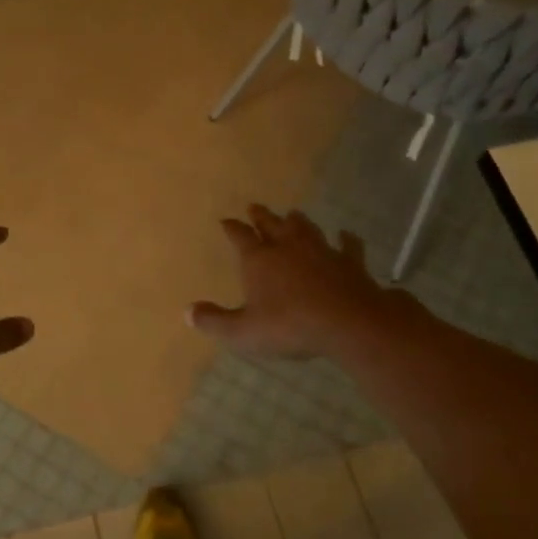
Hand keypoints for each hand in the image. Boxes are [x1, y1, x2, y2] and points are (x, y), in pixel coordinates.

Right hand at [188, 204, 399, 360]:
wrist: (347, 322)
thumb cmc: (289, 326)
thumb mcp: (243, 331)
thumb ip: (214, 321)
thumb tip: (187, 312)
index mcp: (259, 260)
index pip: (240, 237)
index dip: (232, 228)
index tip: (226, 221)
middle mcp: (288, 247)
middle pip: (272, 225)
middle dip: (261, 216)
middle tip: (255, 207)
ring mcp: (321, 251)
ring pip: (306, 229)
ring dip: (298, 221)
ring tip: (293, 214)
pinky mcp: (349, 262)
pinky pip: (348, 246)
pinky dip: (346, 240)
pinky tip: (346, 235)